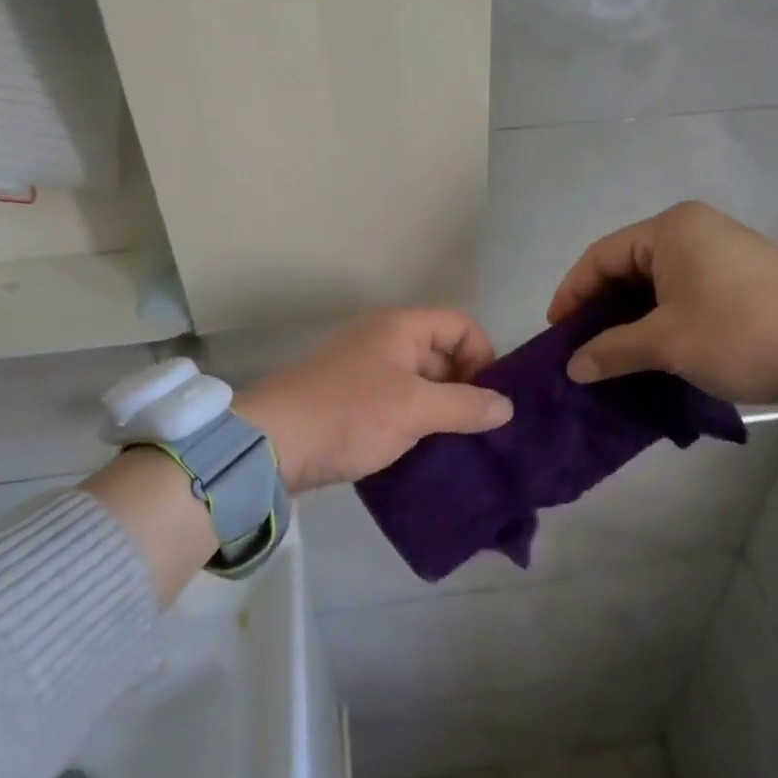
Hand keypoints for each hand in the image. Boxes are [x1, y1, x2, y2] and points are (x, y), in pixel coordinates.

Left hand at [235, 309, 513, 493]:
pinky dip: (417, 423)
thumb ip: (465, 406)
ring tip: (459, 445)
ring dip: (442, 411)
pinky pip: (399, 405)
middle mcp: (384, 342)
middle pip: (443, 354)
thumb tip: (506, 407)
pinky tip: (427, 452)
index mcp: (400, 328)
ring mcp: (366, 373)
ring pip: (421, 384)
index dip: (483, 356)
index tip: (489, 398)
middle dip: (466, 388)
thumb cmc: (349, 414)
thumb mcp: (414, 408)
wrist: (271, 446)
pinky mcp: (352, 403)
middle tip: (479, 429)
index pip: (461, 325)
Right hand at [547, 201, 777, 426]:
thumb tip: (573, 367)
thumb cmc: (741, 335)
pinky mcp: (744, 275)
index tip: (556, 332)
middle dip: (600, 307)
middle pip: (627, 265)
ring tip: (613, 352)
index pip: (601, 256)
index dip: (572, 293)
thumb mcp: (667, 344)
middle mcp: (696, 228)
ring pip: (657, 281)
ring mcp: (724, 250)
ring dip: (630, 316)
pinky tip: (654, 347)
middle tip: (582, 345)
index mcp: (672, 229)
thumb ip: (611, 350)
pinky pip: (684, 289)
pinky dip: (661, 316)